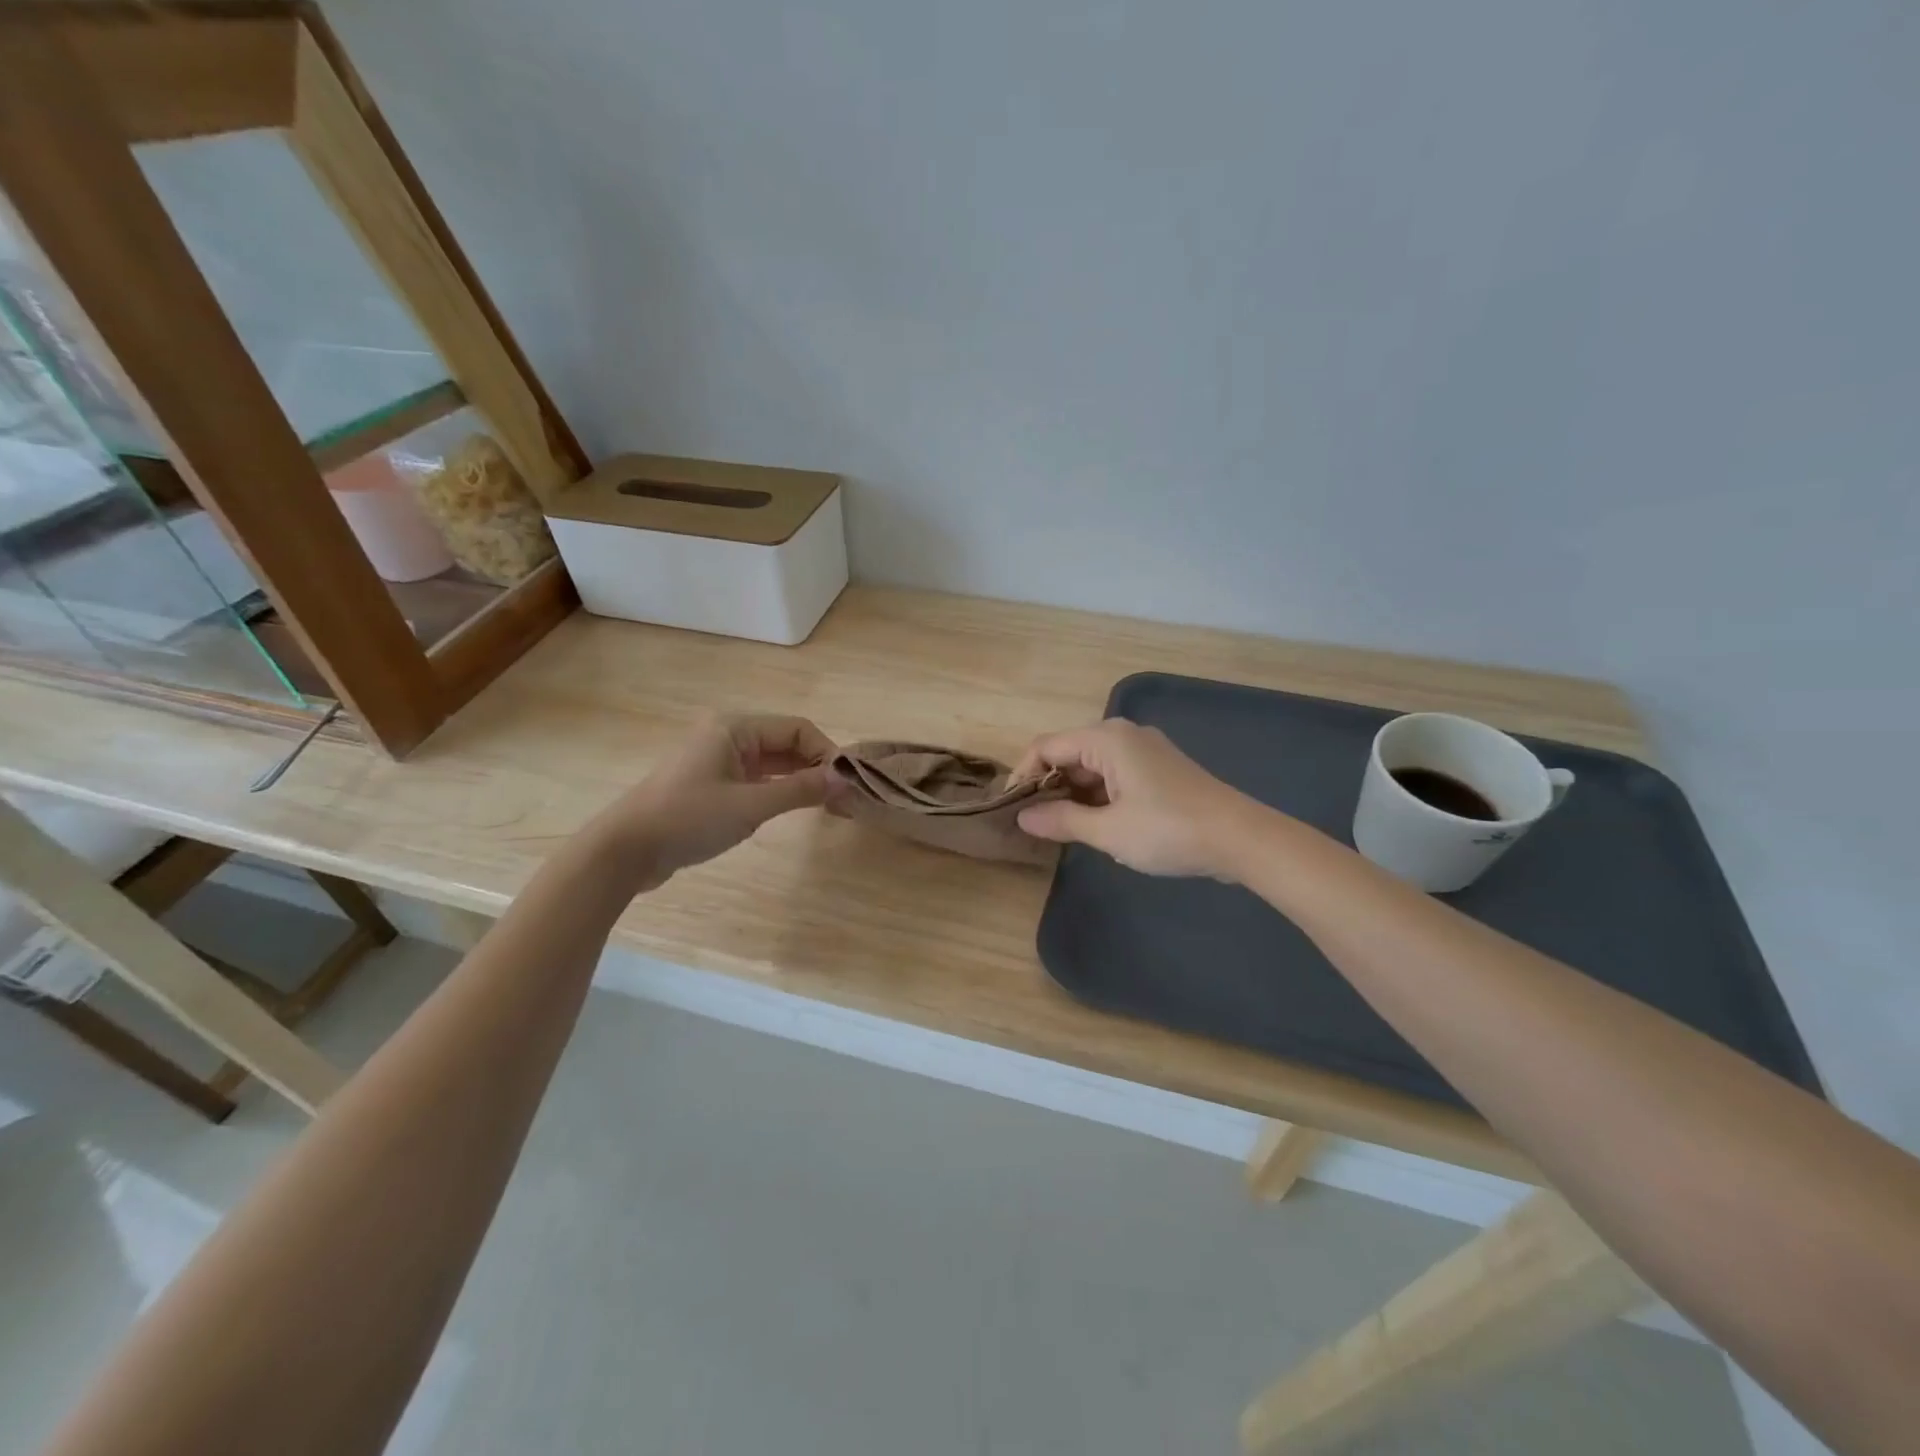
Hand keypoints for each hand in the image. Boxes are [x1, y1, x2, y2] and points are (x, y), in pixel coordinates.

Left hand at [605, 713, 837, 888]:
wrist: (625, 850)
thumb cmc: (688, 819)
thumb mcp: (750, 805)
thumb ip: (800, 790)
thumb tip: (845, 778)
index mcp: (735, 728)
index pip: (797, 728)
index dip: (826, 752)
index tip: (848, 782)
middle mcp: (729, 736)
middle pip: (786, 743)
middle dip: (816, 766)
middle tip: (844, 796)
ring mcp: (719, 760)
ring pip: (773, 762)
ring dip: (800, 779)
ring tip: (829, 804)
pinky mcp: (713, 784)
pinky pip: (757, 779)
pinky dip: (779, 790)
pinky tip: (796, 808)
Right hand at [1013, 719, 1261, 878]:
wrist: (1241, 838)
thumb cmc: (1169, 830)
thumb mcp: (1109, 831)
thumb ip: (1061, 820)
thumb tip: (1023, 817)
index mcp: (1106, 739)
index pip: (1046, 747)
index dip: (1023, 776)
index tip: (1011, 809)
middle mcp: (1123, 735)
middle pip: (1068, 753)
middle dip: (1048, 786)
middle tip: (1033, 823)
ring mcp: (1144, 750)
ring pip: (1091, 765)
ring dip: (1072, 793)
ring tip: (1059, 829)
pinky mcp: (1159, 768)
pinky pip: (1113, 774)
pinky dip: (1097, 795)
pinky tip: (1094, 824)